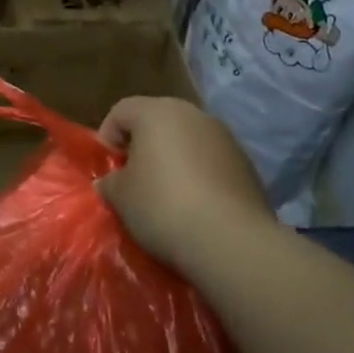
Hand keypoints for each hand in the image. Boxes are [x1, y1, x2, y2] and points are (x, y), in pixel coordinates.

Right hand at [95, 97, 274, 270]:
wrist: (232, 240)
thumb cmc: (163, 207)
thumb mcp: (121, 198)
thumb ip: (110, 182)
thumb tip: (111, 182)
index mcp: (155, 112)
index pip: (121, 111)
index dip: (107, 137)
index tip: (107, 169)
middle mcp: (191, 114)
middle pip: (157, 121)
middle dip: (142, 146)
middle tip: (134, 179)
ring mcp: (223, 136)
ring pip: (187, 140)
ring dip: (174, 159)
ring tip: (167, 195)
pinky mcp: (246, 163)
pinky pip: (211, 161)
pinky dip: (200, 175)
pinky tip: (196, 205)